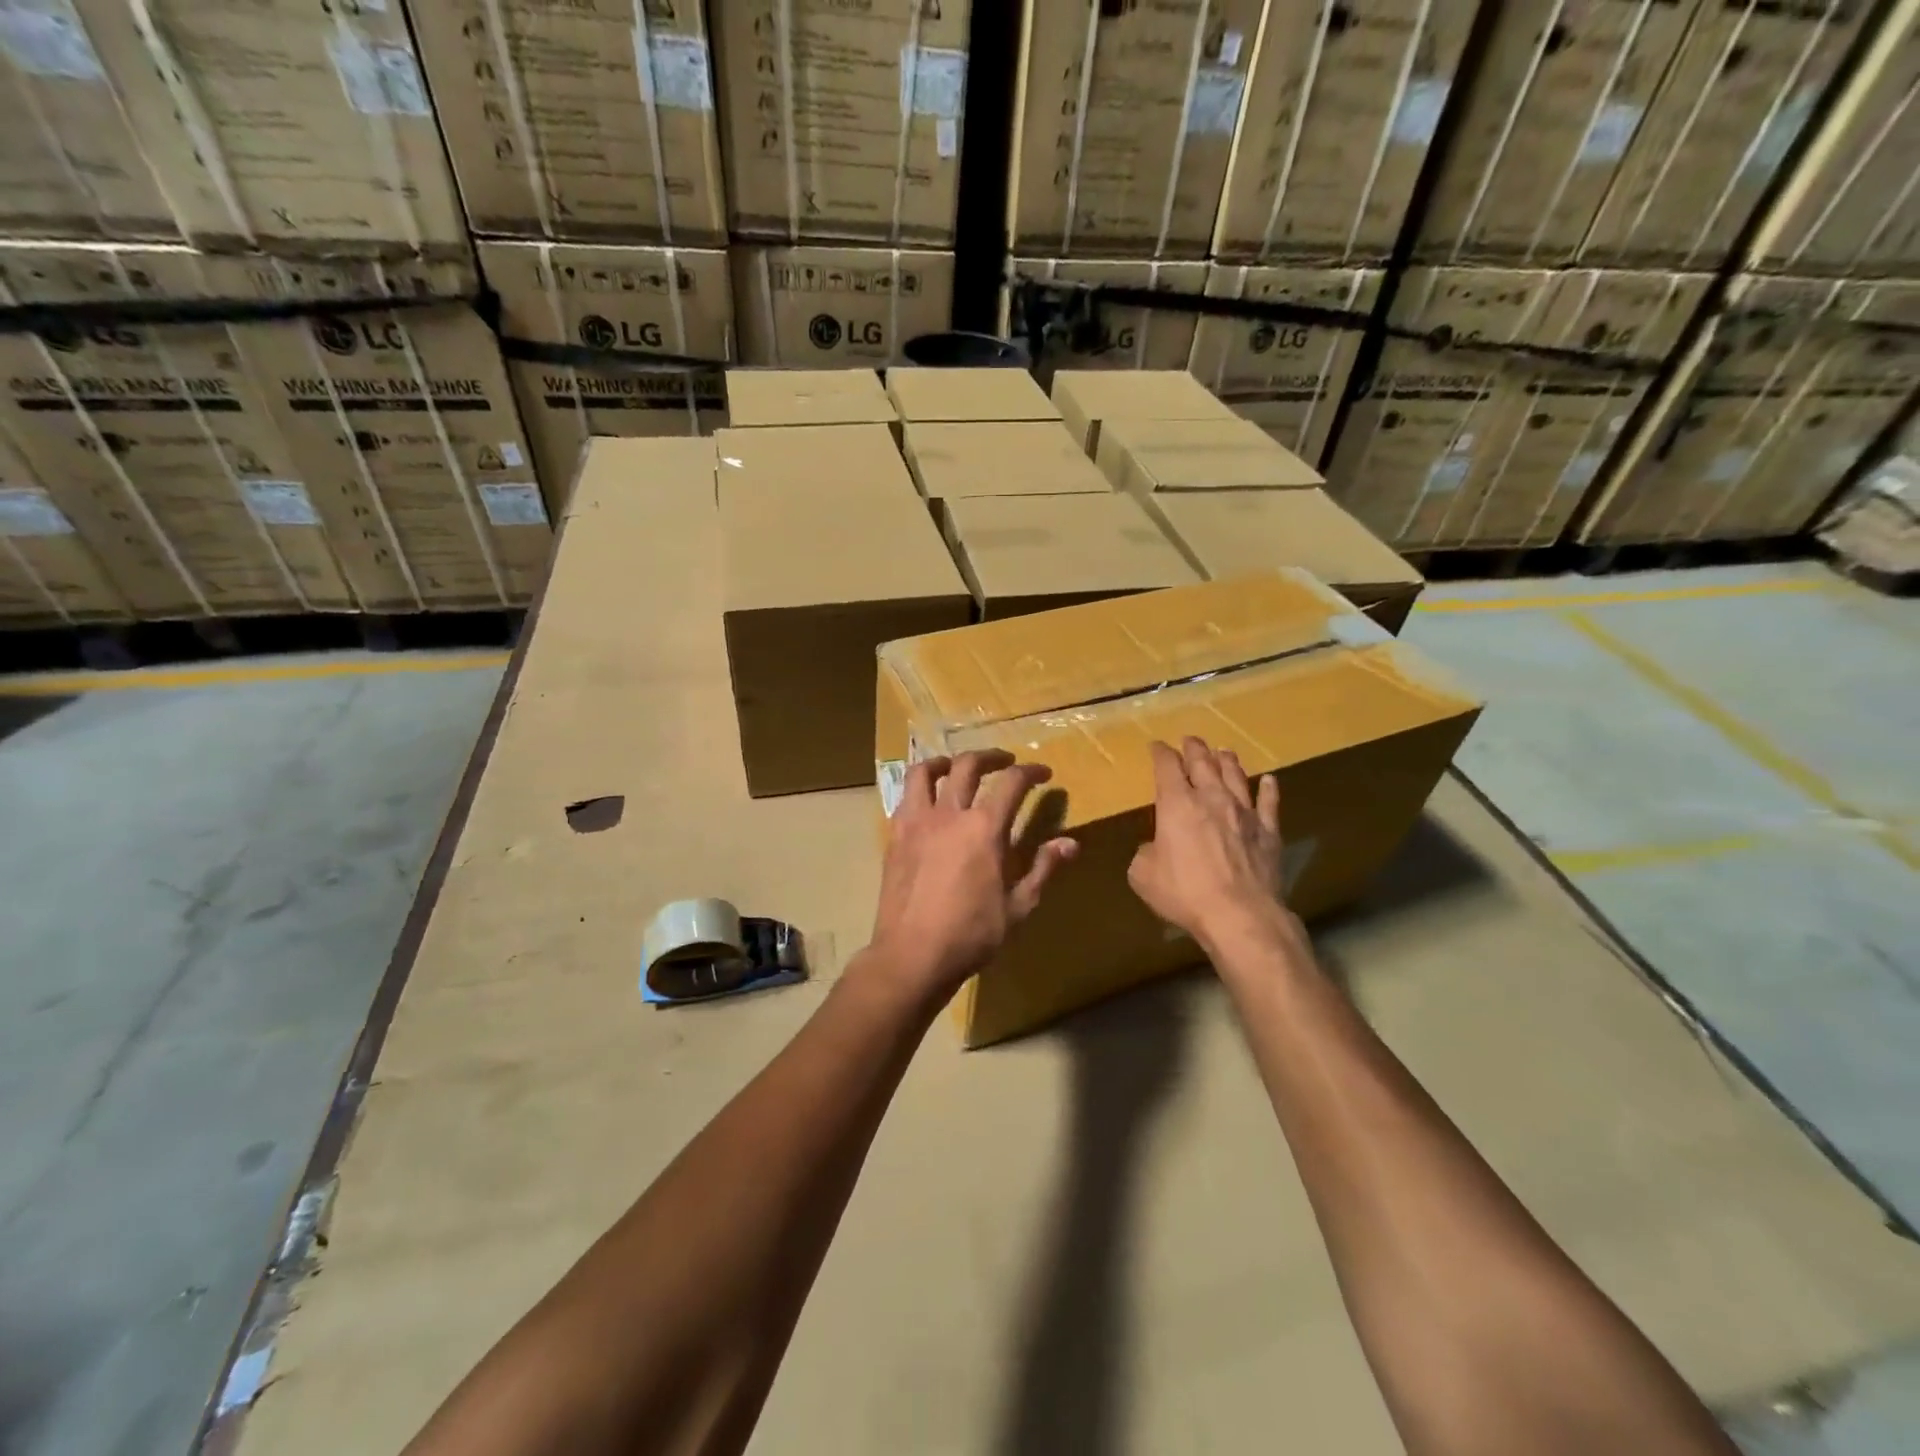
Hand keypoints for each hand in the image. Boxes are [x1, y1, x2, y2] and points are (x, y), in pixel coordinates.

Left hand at [868, 750, 1077, 1000]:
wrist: (912, 955)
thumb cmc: (972, 934)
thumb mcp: (1018, 906)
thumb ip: (1044, 868)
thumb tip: (1071, 843)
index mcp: (984, 828)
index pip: (1011, 783)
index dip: (1031, 772)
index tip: (1043, 773)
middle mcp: (950, 814)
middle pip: (968, 765)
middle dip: (991, 757)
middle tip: (1005, 762)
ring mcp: (917, 822)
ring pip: (926, 772)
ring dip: (945, 761)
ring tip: (956, 765)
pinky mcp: (895, 836)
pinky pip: (905, 797)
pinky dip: (920, 788)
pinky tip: (928, 801)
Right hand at [1128, 737, 1294, 953]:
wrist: (1240, 915)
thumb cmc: (1184, 893)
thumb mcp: (1143, 875)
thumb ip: (1146, 853)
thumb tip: (1155, 848)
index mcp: (1177, 804)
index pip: (1166, 767)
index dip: (1160, 753)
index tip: (1157, 746)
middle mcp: (1212, 798)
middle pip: (1203, 763)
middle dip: (1194, 748)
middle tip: (1190, 739)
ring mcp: (1245, 813)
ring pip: (1236, 776)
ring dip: (1227, 761)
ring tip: (1224, 751)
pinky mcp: (1269, 832)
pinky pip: (1270, 803)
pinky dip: (1269, 789)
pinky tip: (1269, 781)